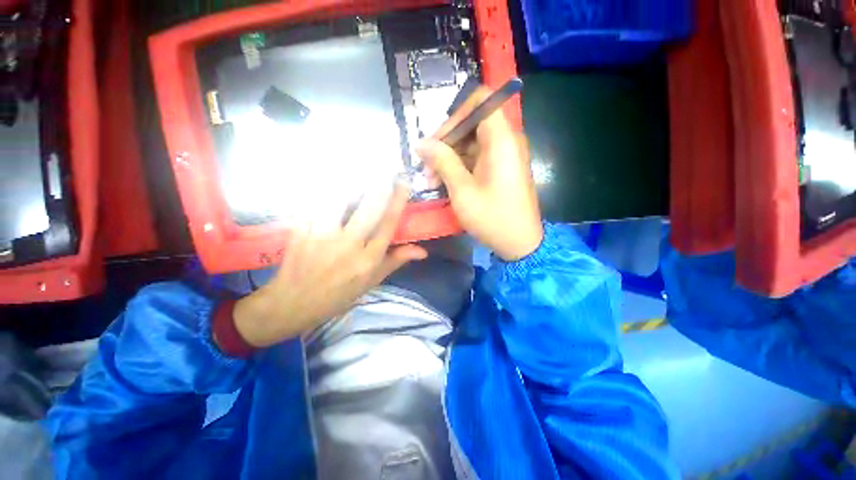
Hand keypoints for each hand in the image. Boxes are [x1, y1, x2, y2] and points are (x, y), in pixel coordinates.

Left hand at [232, 184, 426, 347]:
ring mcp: (322, 235)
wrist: (293, 302)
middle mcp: (348, 245)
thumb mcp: (372, 281)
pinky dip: (328, 189)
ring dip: (355, 182)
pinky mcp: (301, 229)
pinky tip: (335, 181)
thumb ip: (396, 260)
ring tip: (362, 170)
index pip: (388, 224)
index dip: (398, 200)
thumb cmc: (339, 294)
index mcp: (368, 260)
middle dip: (381, 184)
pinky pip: (317, 201)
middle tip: (388, 168)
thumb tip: (422, 251)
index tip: (404, 183)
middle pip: (369, 207)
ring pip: (342, 199)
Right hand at [417, 87, 542, 261]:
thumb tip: (421, 143)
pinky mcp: (502, 169)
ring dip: (450, 158)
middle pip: (472, 123)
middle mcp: (506, 141)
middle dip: (446, 142)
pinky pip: (478, 158)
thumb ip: (442, 161)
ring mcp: (505, 156)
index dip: (456, 114)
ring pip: (472, 143)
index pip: (481, 101)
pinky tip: (445, 183)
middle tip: (427, 167)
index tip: (438, 139)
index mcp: (501, 139)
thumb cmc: (492, 217)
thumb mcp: (462, 190)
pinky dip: (460, 167)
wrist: (520, 244)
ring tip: (432, 180)